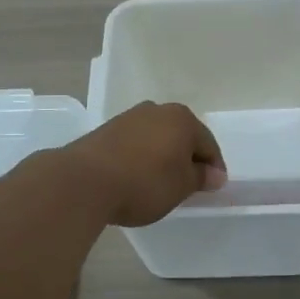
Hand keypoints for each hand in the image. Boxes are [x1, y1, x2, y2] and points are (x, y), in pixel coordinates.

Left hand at [61, 102, 226, 227]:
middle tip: (188, 185)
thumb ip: (201, 177)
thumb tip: (215, 174)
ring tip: (160, 183)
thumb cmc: (144, 183)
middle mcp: (157, 110)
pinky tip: (136, 177)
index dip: (214, 168)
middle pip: (181, 136)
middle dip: (187, 158)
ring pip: (156, 138)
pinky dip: (141, 158)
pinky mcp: (106, 130)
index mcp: (182, 119)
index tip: (212, 188)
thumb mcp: (181, 186)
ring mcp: (128, 118)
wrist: (84, 181)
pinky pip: (134, 144)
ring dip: (162, 157)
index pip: (208, 144)